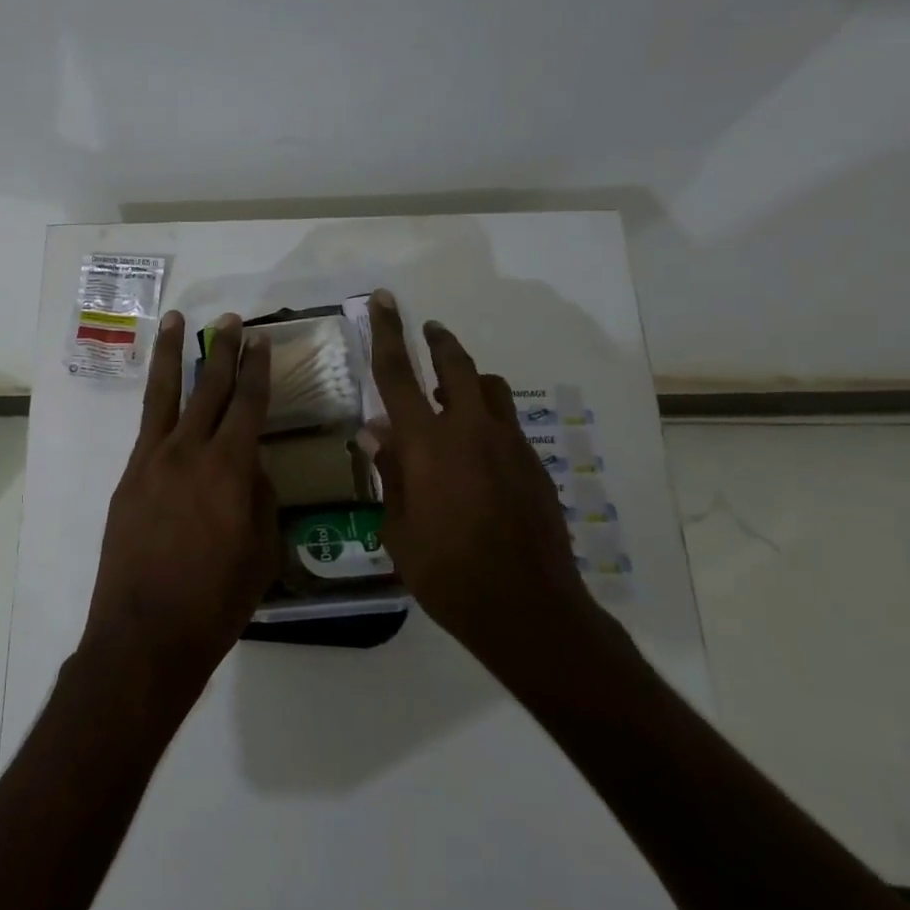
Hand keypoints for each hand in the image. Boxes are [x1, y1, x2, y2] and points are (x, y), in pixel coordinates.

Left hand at [81, 312, 278, 702]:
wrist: (145, 633)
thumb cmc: (215, 601)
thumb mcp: (261, 553)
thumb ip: (261, 500)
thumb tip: (253, 469)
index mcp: (229, 468)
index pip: (248, 404)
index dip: (257, 370)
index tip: (261, 341)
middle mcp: (188, 452)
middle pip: (207, 388)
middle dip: (222, 351)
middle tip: (231, 321)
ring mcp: (151, 461)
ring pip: (164, 395)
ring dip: (172, 355)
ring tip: (176, 321)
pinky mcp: (128, 478)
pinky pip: (146, 428)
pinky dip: (156, 403)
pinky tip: (163, 395)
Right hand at [362, 290, 595, 677]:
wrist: (527, 608)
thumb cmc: (446, 573)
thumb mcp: (399, 528)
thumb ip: (390, 472)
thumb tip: (376, 431)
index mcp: (427, 444)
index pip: (398, 375)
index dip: (387, 333)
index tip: (385, 300)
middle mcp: (470, 432)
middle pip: (457, 366)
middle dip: (439, 341)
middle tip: (427, 330)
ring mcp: (509, 446)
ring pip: (490, 390)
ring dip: (468, 380)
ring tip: (450, 395)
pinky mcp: (533, 466)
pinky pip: (506, 424)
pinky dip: (486, 419)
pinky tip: (475, 451)